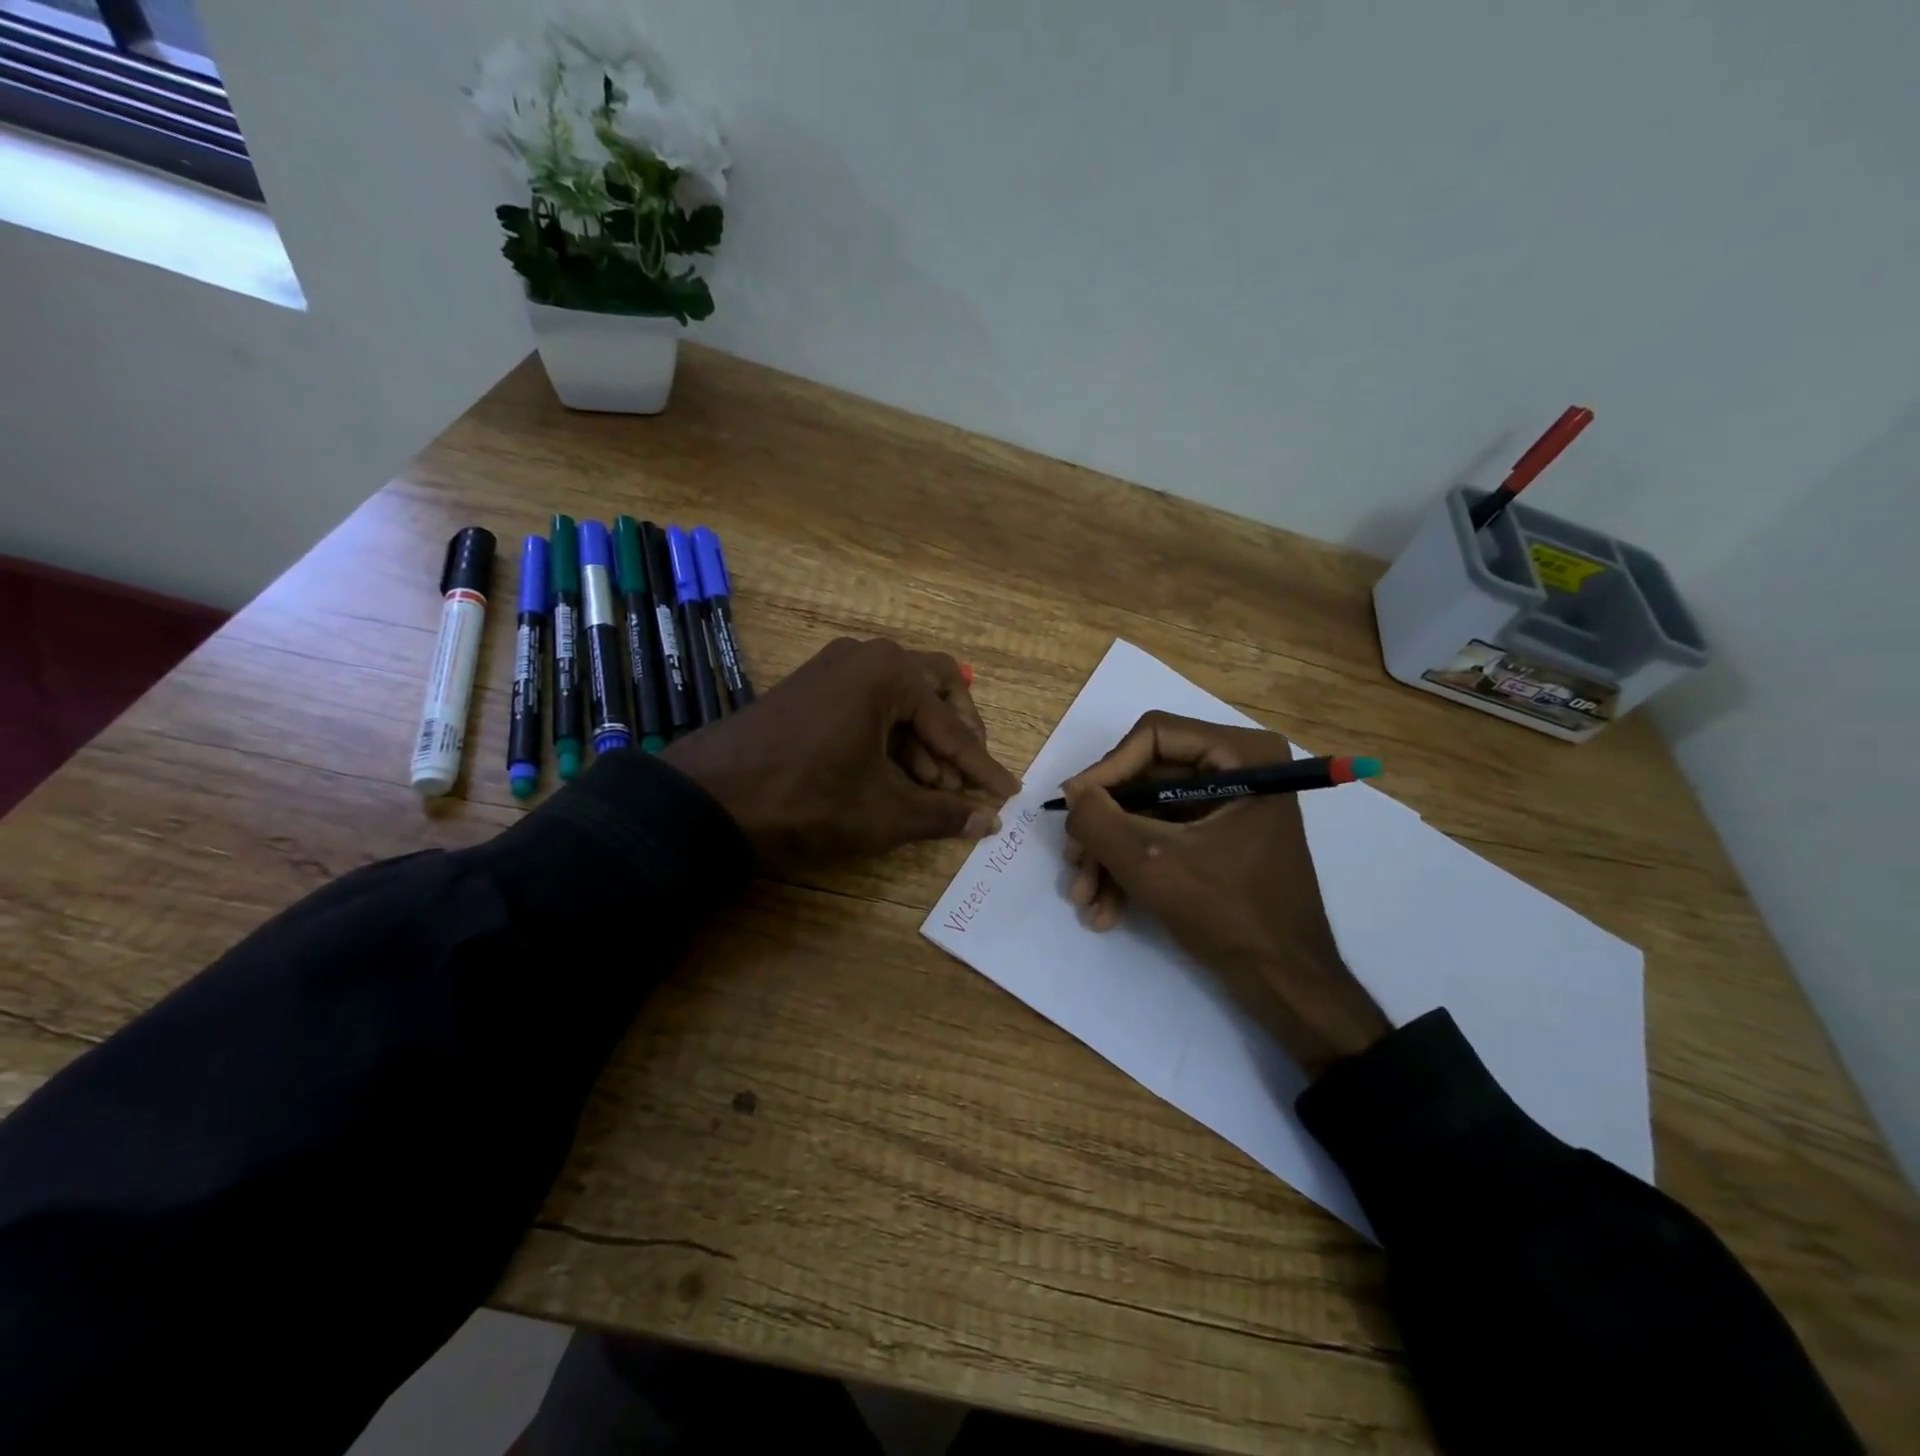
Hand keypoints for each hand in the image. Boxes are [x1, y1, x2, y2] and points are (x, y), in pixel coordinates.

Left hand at [663, 637, 1020, 869]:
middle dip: (958, 737)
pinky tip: (892, 774)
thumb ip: (943, 815)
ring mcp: (834, 666)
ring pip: (902, 697)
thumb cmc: (804, 800)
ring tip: (929, 790)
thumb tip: (989, 822)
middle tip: (967, 780)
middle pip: (937, 690)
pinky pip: (869, 702)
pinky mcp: (812, 685)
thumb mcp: (882, 814)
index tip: (1009, 793)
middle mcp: (866, 655)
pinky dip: (890, 735)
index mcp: (890, 672)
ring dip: (923, 741)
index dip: (982, 768)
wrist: (705, 799)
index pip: (953, 727)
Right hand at [1061, 711, 1389, 1077]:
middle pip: (1144, 778)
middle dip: (1104, 828)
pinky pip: (1161, 837)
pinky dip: (1131, 869)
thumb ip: (1099, 821)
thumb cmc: (1230, 914)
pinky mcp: (1216, 837)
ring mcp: (1227, 805)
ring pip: (1146, 813)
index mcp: (1243, 755)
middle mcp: (1238, 769)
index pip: (1154, 736)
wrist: (1285, 985)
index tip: (1073, 810)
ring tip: (1084, 900)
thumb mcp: (1152, 865)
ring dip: (1109, 856)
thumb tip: (1071, 790)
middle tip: (1073, 862)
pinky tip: (1106, 911)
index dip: (1106, 771)